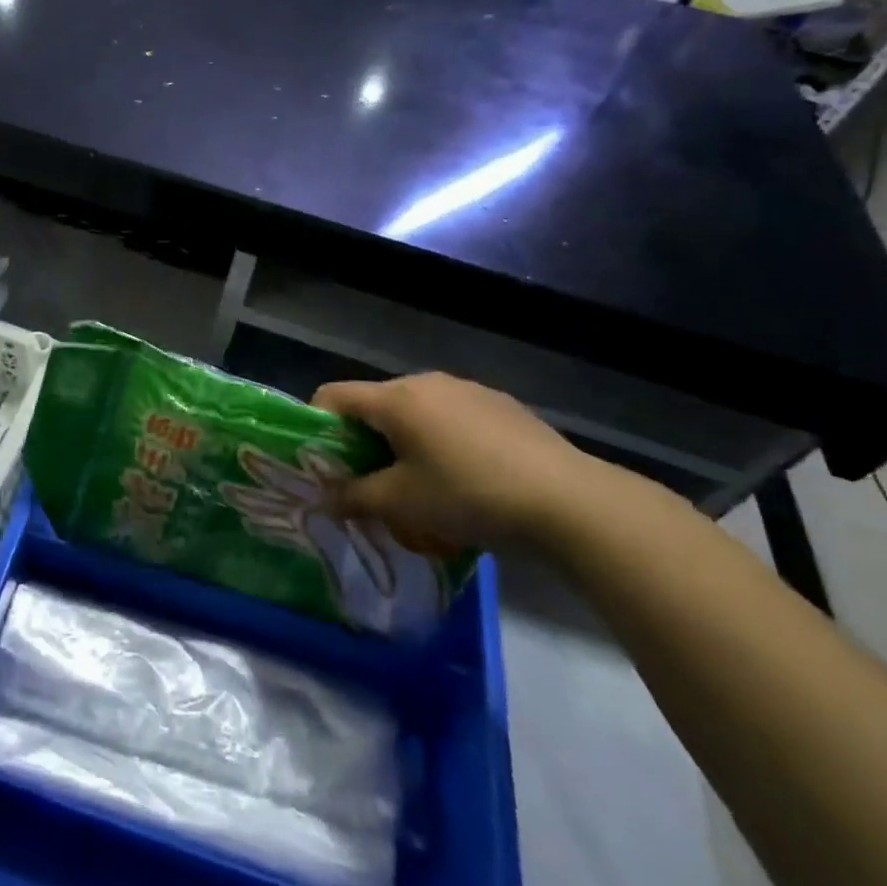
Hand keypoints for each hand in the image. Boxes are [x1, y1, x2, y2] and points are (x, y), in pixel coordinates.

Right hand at [311, 372, 608, 551]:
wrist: (569, 501)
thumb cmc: (468, 495)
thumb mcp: (402, 503)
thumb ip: (354, 497)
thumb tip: (324, 500)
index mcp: (396, 398)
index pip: (333, 395)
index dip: (317, 426)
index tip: (324, 464)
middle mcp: (427, 382)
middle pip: (375, 404)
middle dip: (364, 441)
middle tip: (371, 483)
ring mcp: (468, 390)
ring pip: (416, 411)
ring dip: (404, 441)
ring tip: (421, 485)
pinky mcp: (501, 405)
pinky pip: (452, 417)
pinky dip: (441, 440)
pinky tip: (466, 478)